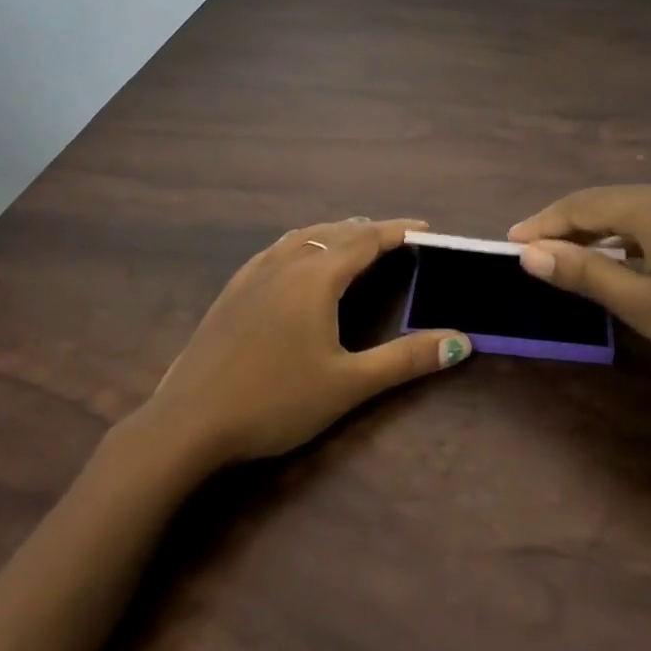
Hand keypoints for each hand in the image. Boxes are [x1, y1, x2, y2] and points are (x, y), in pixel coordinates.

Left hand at [135, 218, 469, 467]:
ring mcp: (252, 275)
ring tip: (354, 239)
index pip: (366, 241)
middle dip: (370, 230)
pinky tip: (295, 259)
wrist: (189, 422)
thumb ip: (405, 359)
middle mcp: (284, 264)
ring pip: (301, 238)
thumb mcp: (348, 385)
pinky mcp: (231, 292)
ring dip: (334, 233)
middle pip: (334, 233)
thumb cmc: (275, 401)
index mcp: (315, 278)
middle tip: (399, 238)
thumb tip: (461, 341)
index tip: (426, 228)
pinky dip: (301, 244)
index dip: (398, 231)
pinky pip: (275, 251)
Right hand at [507, 185, 650, 398]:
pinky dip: (627, 241)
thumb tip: (530, 252)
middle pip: (605, 203)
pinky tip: (622, 265)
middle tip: (530, 254)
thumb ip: (586, 274)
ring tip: (565, 260)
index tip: (508, 245)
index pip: (580, 206)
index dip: (541, 224)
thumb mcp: (649, 307)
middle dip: (564, 226)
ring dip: (595, 234)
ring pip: (632, 214)